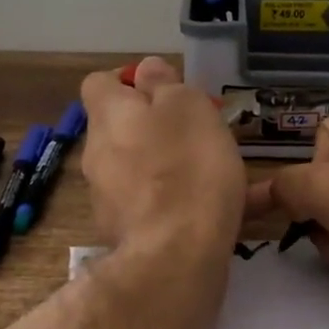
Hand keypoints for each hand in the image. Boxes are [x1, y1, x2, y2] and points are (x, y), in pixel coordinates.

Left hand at [79, 56, 244, 255]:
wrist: (175, 258)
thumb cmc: (186, 166)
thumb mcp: (186, 106)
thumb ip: (165, 84)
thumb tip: (146, 70)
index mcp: (109, 116)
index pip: (99, 83)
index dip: (129, 81)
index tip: (165, 89)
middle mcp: (98, 154)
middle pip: (121, 128)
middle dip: (156, 126)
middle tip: (199, 130)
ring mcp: (108, 198)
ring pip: (139, 169)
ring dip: (170, 165)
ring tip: (218, 171)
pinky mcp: (127, 234)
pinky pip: (156, 206)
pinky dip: (183, 202)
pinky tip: (230, 210)